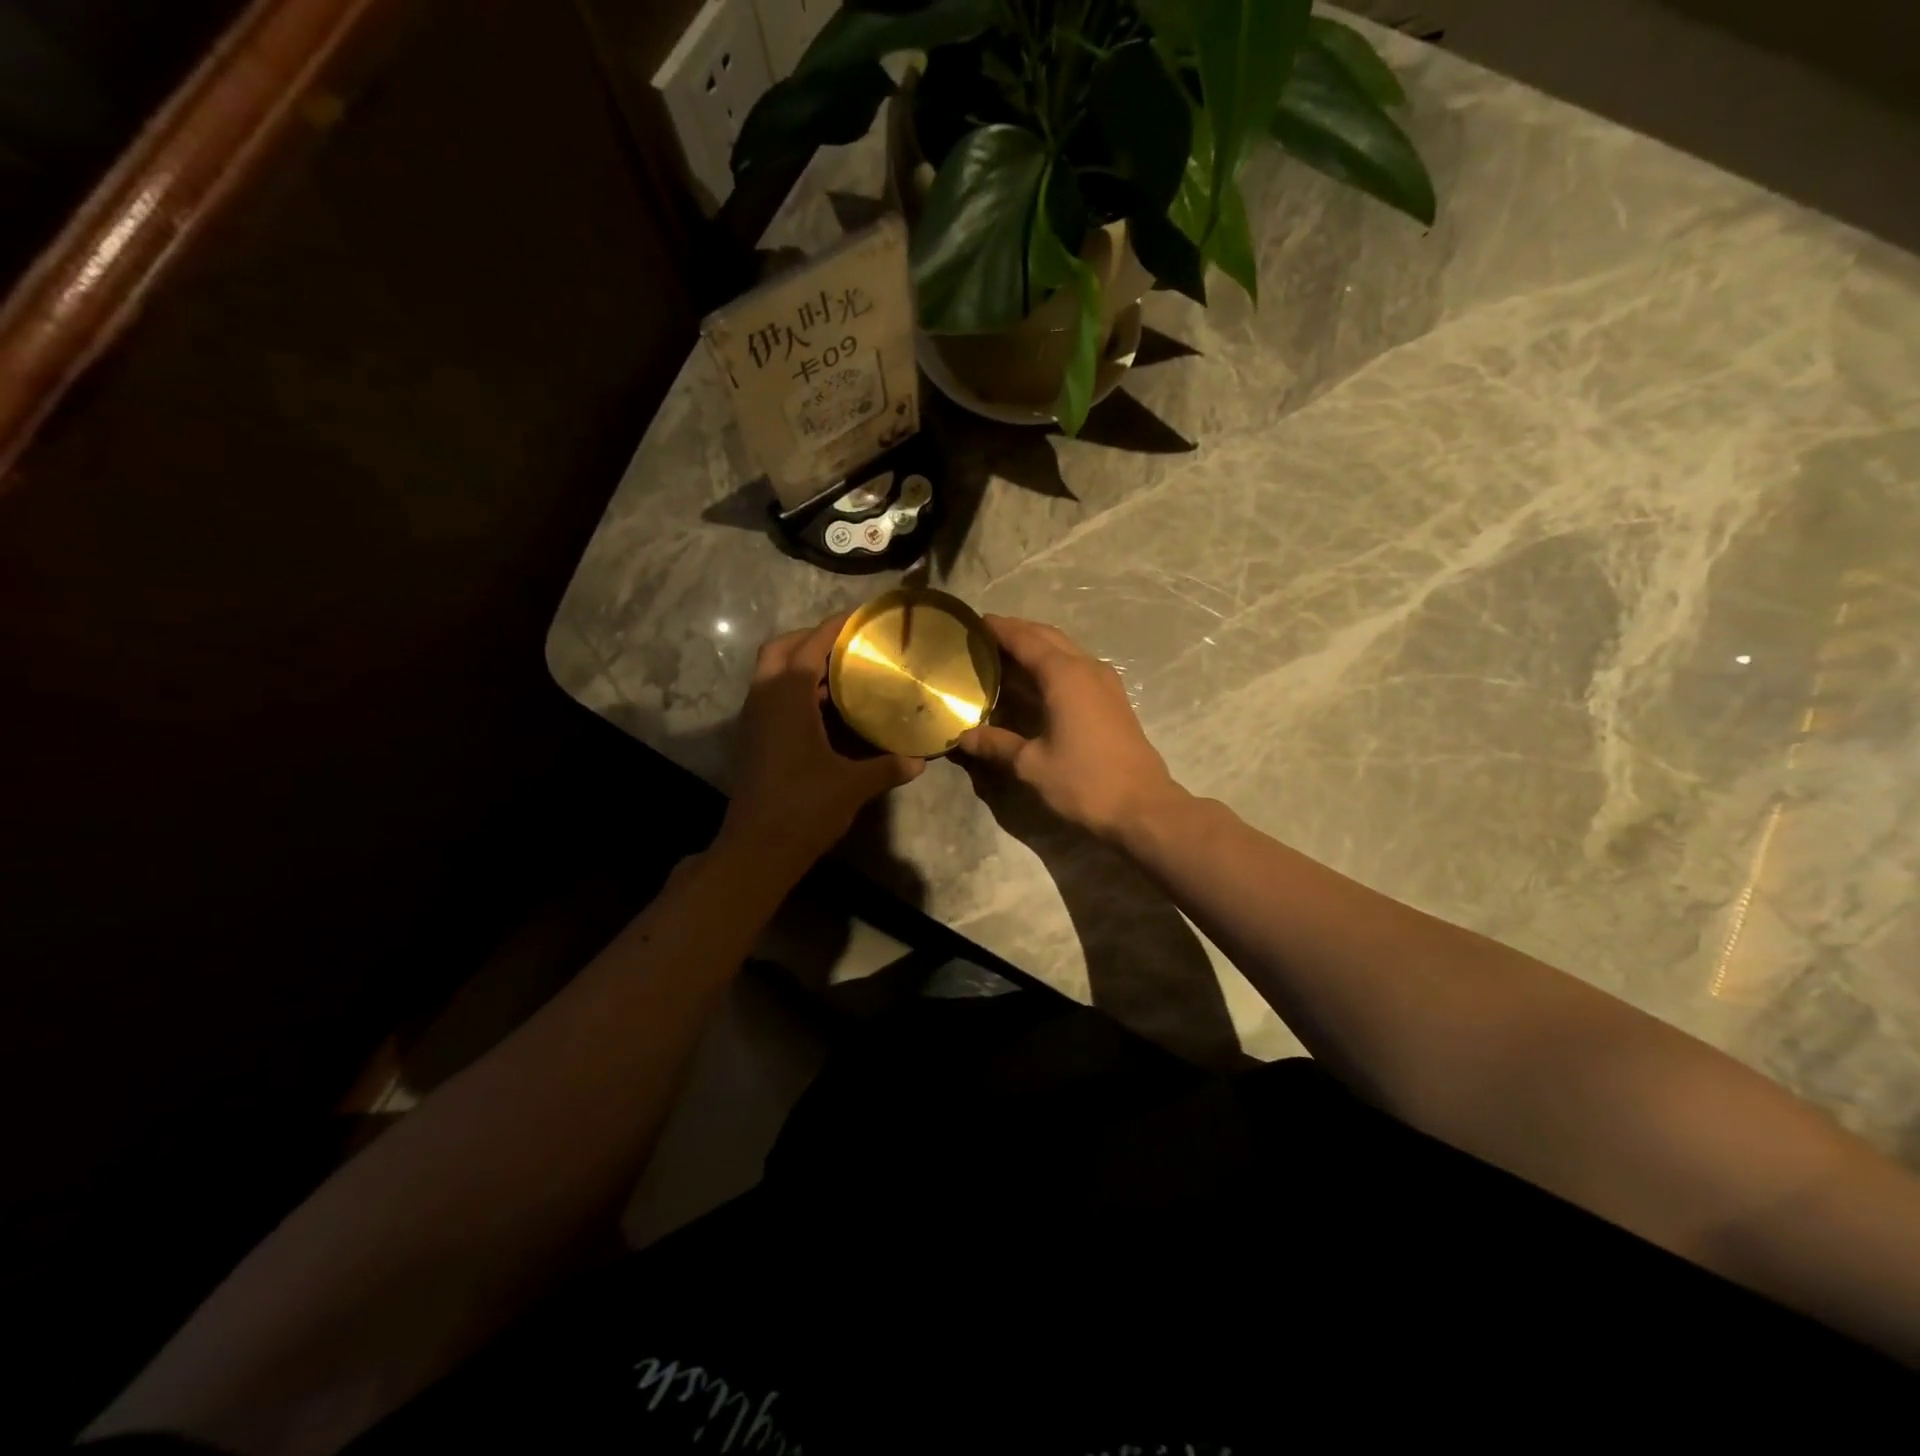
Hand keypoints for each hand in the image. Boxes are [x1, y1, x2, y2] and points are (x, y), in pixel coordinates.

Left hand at [716, 613, 924, 876]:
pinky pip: (773, 696)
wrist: (757, 849)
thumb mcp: (853, 785)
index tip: (861, 617)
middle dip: (811, 638)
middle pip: (781, 649)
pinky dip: (796, 689)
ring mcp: (754, 719)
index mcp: (787, 697)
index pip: (810, 644)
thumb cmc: (804, 809)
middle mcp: (764, 698)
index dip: (835, 627)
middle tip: (848, 644)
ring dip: (801, 664)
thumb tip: (920, 760)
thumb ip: (887, 767)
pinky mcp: (754, 738)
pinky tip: (827, 708)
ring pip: (772, 673)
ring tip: (844, 670)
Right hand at [955, 615, 1184, 841]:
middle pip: (1047, 637)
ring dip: (1037, 647)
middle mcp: (1087, 668)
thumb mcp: (1031, 765)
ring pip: (1065, 650)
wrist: (1142, 807)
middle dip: (1017, 632)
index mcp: (1064, 675)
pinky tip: (1037, 683)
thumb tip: (963, 736)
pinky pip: (1077, 667)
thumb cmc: (1084, 781)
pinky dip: (1053, 665)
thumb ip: (996, 744)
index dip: (999, 629)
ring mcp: (1105, 682)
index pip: (1025, 639)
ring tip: (1005, 657)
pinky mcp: (1113, 699)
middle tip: (985, 638)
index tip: (974, 622)